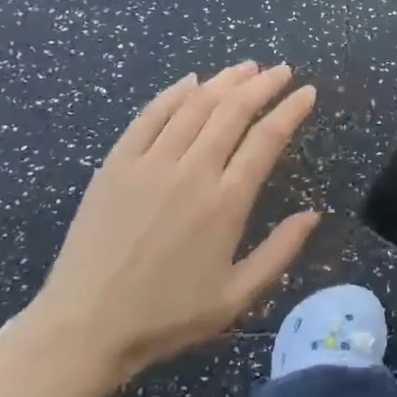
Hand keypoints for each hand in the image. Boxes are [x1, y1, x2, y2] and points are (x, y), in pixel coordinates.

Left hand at [21, 62, 320, 394]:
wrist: (83, 328)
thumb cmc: (166, 316)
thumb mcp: (235, 297)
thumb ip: (279, 252)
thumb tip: (313, 214)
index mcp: (225, 202)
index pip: (267, 139)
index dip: (291, 110)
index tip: (307, 92)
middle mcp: (192, 171)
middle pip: (233, 111)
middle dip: (263, 85)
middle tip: (282, 71)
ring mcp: (150, 163)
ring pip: (195, 105)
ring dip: (225, 81)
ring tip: (246, 68)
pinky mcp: (116, 164)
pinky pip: (150, 116)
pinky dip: (174, 93)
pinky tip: (191, 81)